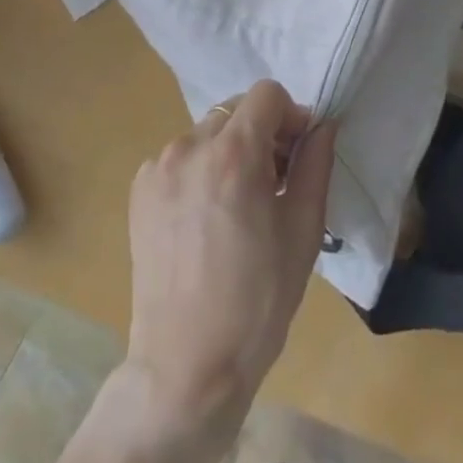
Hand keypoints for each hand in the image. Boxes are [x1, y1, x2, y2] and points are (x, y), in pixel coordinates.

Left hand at [119, 81, 334, 462]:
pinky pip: (181, 158)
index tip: (296, 156)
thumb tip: (322, 125)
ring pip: (208, 133)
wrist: (185, 368)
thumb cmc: (256, 303)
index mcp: (234, 154)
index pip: (268, 94)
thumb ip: (315, 165)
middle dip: (261, 134)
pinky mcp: (140, 188)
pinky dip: (200, 171)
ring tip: (236, 207)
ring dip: (229, 152)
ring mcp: (159, 166)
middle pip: (236, 110)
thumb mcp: (302, 232)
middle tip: (272, 185)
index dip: (290, 117)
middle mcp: (191, 146)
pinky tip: (204, 219)